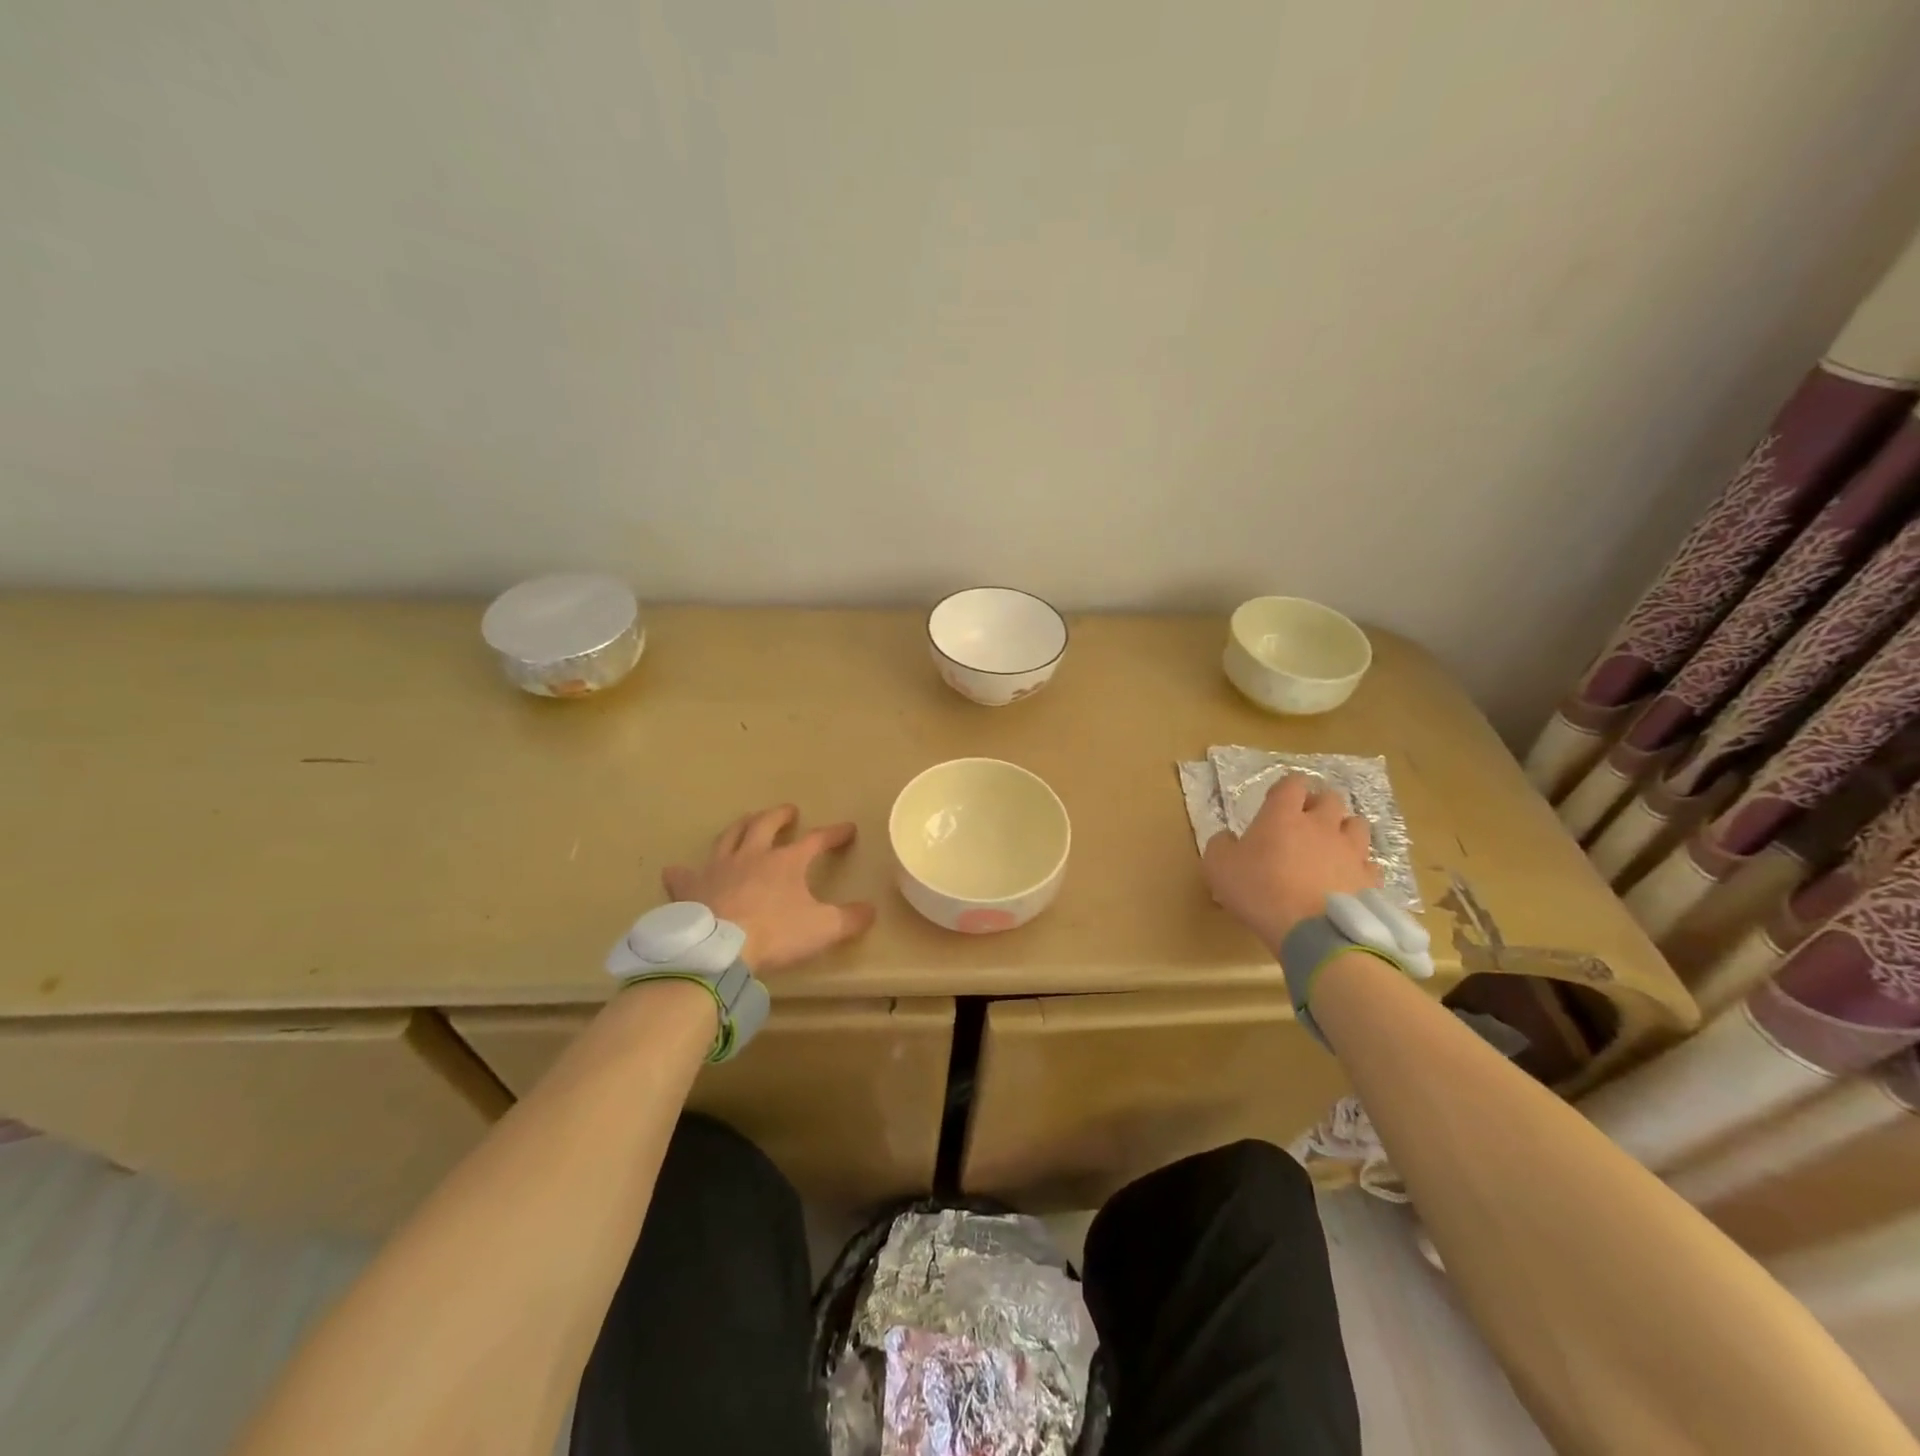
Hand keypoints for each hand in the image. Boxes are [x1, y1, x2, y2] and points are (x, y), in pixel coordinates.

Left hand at [662, 805, 876, 974]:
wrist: (719, 950)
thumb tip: (870, 910)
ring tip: (746, 823)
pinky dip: (683, 872)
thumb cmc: (775, 934)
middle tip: (789, 811)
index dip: (833, 834)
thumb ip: (849, 919)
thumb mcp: (822, 928)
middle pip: (765, 825)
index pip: (816, 840)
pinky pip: (684, 875)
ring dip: (740, 828)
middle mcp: (751, 856)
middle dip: (780, 816)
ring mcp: (717, 869)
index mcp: (786, 862)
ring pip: (729, 838)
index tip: (847, 830)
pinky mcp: (691, 889)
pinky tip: (678, 870)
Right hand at [1202, 773, 1382, 953]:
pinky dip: (1359, 866)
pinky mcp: (1369, 879)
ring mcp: (1350, 851)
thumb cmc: (1259, 891)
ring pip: (1357, 825)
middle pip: (1330, 798)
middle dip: (1318, 805)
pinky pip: (1369, 864)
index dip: (1286, 787)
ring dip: (1344, 830)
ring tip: (1332, 846)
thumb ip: (1220, 845)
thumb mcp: (1218, 867)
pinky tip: (1348, 878)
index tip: (1277, 800)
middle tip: (1305, 822)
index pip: (1292, 783)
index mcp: (1283, 816)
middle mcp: (1322, 825)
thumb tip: (1228, 838)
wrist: (1311, 931)